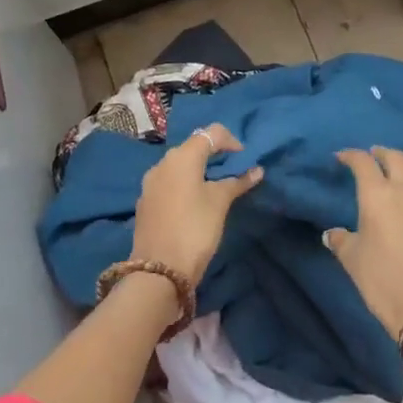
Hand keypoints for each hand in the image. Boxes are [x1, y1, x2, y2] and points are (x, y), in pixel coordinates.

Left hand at [132, 124, 262, 285]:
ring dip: (199, 170)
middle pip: (193, 146)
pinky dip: (185, 184)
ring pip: (180, 165)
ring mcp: (151, 182)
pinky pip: (169, 182)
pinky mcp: (146, 200)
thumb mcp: (220, 203)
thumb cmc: (195, 229)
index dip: (231, 141)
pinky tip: (194, 204)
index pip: (211, 133)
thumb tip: (257, 170)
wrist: (158, 270)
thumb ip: (238, 182)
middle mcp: (163, 162)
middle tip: (233, 173)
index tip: (244, 160)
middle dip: (215, 155)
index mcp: (182, 156)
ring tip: (216, 189)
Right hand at [325, 147, 402, 338]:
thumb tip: (333, 234)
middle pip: (397, 157)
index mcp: (378, 195)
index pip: (363, 162)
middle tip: (373, 158)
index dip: (351, 155)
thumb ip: (342, 241)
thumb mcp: (353, 263)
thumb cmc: (385, 284)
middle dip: (382, 153)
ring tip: (401, 179)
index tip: (342, 157)